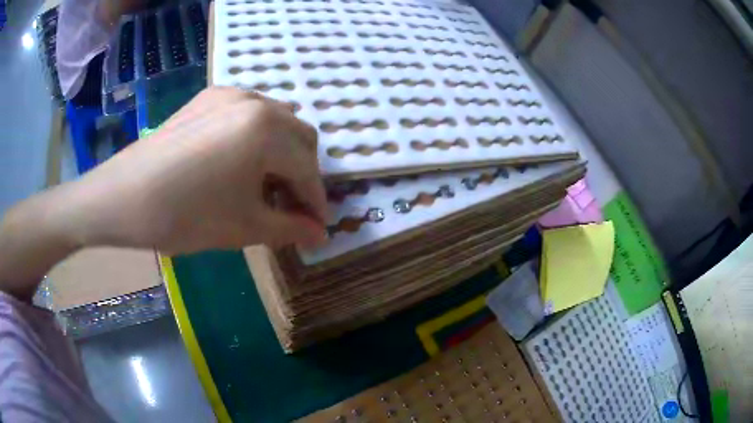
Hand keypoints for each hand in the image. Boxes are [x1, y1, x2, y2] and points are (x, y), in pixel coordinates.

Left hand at [69, 86, 327, 253]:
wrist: (122, 196)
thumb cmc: (183, 216)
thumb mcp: (242, 227)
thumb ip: (290, 228)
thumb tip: (320, 234)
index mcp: (267, 131)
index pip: (309, 169)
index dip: (317, 202)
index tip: (317, 227)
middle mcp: (256, 102)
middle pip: (301, 136)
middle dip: (304, 173)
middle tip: (292, 207)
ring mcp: (229, 94)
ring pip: (278, 120)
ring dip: (283, 152)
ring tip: (267, 184)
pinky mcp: (208, 98)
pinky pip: (249, 112)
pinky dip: (259, 136)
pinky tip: (241, 160)